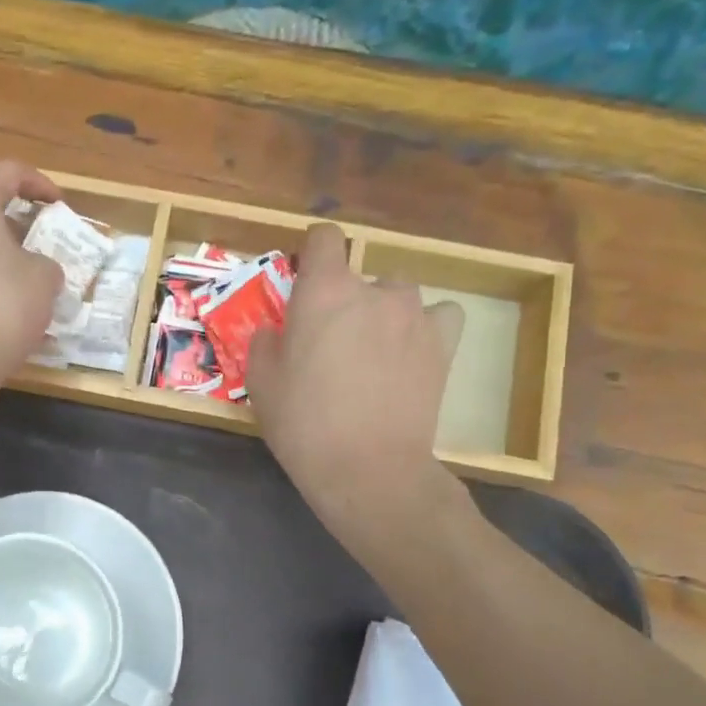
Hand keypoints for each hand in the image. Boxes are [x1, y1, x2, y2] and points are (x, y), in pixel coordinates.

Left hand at [0, 160, 65, 379]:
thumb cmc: (4, 303)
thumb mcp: (44, 278)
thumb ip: (44, 262)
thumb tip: (35, 269)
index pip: (7, 172)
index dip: (39, 184)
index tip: (58, 205)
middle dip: (11, 220)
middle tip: (38, 239)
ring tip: (21, 274)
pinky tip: (0, 302)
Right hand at [247, 222, 472, 550]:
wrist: (367, 468)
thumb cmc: (304, 424)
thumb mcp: (261, 383)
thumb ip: (265, 342)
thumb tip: (277, 330)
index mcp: (323, 291)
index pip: (324, 237)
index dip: (313, 253)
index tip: (304, 280)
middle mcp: (373, 290)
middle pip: (359, 274)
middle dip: (343, 299)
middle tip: (331, 342)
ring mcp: (414, 315)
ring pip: (398, 293)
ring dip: (383, 310)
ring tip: (373, 349)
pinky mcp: (444, 344)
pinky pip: (440, 315)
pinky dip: (427, 325)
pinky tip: (413, 349)